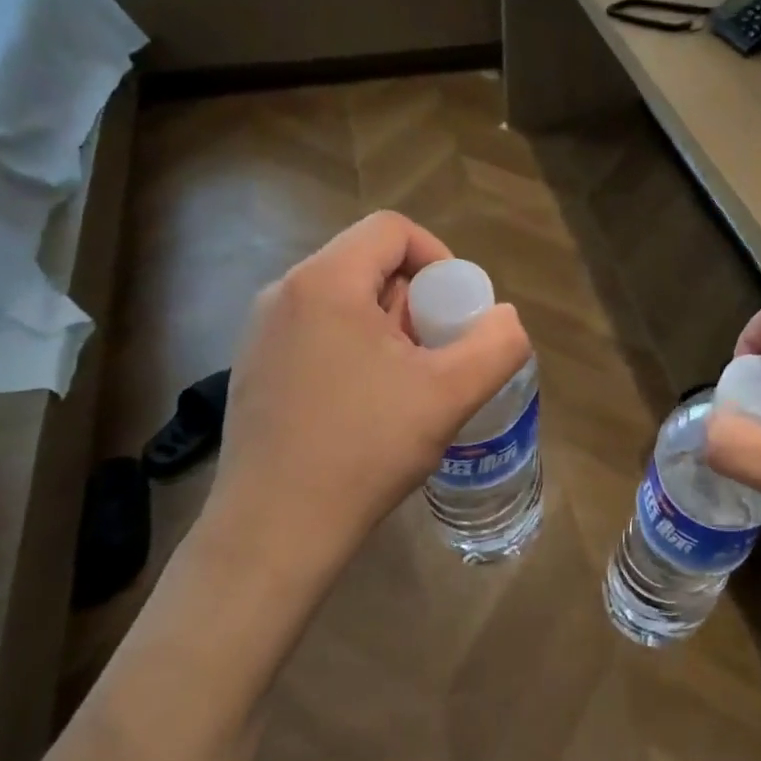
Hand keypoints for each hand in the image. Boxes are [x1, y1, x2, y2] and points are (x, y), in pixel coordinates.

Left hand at [196, 211, 530, 588]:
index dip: (439, 257)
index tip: (458, 310)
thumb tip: (505, 318)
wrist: (275, 530)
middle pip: (369, 264)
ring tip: (408, 385)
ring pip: (345, 302)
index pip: (392, 230)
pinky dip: (355, 350)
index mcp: (325, 282)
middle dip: (417, 300)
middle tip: (438, 354)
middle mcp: (284, 293)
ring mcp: (261, 333)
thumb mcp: (450, 394)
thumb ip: (496, 344)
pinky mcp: (255, 369)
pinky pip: (318, 333)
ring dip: (389, 328)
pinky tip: (367, 406)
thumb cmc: (364, 449)